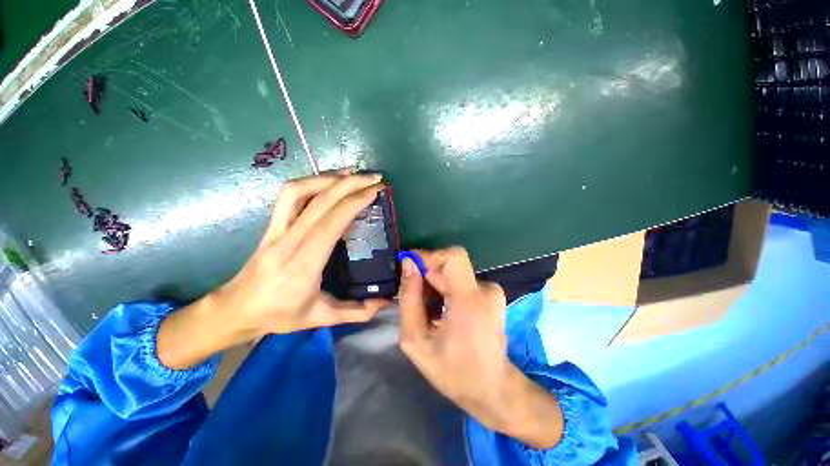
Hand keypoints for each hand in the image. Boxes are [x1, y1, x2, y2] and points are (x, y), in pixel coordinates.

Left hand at [158, 171, 390, 369]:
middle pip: (318, 202)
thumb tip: (386, 301)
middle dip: (349, 185)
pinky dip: (310, 182)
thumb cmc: (279, 315)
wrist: (236, 309)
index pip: (329, 225)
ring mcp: (275, 230)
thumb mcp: (322, 318)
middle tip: (373, 178)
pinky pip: (289, 196)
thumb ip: (357, 312)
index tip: (374, 192)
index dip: (353, 203)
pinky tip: (328, 181)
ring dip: (327, 178)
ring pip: (298, 192)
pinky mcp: (271, 225)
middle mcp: (287, 242)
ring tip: (352, 174)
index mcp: (302, 266)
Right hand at [398, 247, 563, 448]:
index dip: (430, 256)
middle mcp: (485, 289)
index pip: (453, 256)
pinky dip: (448, 289)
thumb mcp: (416, 341)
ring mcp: (492, 291)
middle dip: (428, 274)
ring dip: (437, 284)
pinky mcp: (493, 294)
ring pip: (454, 273)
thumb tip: (408, 264)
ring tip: (429, 310)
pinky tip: (444, 310)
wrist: (492, 389)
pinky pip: (462, 281)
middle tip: (415, 297)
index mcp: (469, 300)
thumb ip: (409, 299)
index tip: (411, 268)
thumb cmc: (452, 370)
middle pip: (450, 264)